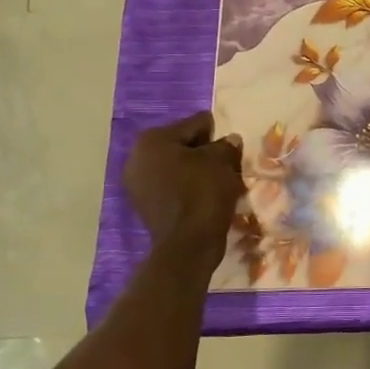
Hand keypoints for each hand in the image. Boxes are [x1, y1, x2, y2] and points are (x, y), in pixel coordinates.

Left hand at [125, 113, 244, 257]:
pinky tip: (205, 197)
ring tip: (219, 182)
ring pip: (177, 167)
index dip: (217, 134)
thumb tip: (230, 140)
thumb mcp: (222, 162)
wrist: (188, 244)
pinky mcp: (144, 205)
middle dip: (204, 153)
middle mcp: (137, 157)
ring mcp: (137, 183)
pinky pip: (171, 186)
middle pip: (182, 146)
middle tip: (227, 165)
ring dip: (196, 171)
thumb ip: (226, 145)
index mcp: (153, 139)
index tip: (232, 147)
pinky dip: (187, 188)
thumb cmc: (203, 193)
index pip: (195, 124)